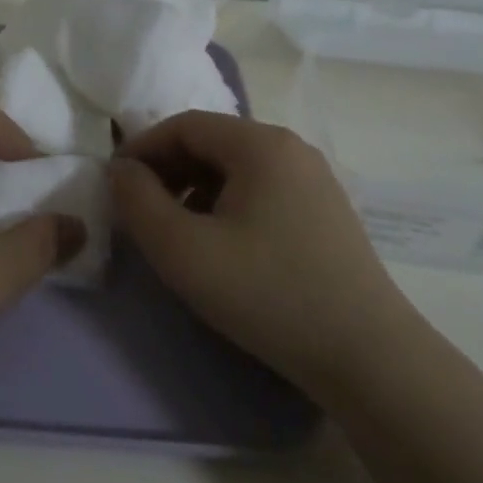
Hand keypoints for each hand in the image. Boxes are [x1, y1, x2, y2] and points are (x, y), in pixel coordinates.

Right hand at [109, 112, 408, 393]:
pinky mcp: (325, 212)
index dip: (142, 149)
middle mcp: (292, 149)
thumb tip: (121, 170)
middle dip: (167, 171)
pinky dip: (226, 205)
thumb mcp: (182, 249)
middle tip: (140, 211)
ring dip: (194, 189)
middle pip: (212, 142)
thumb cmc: (266, 293)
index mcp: (260, 144)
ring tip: (176, 232)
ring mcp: (315, 180)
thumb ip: (137, 201)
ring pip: (236, 168)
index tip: (115, 185)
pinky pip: (261, 190)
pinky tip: (220, 245)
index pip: (184, 125)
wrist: (367, 357)